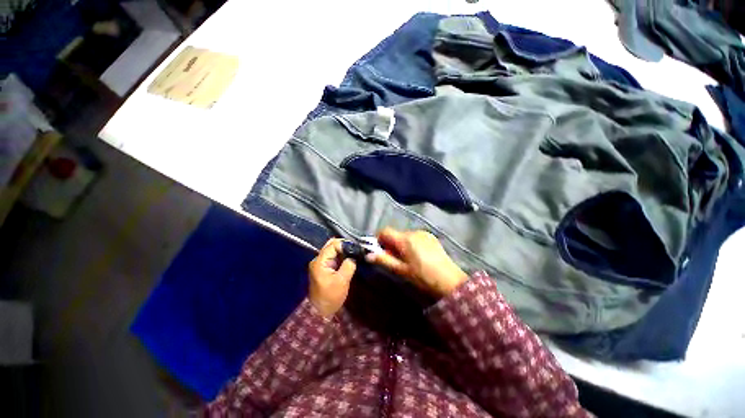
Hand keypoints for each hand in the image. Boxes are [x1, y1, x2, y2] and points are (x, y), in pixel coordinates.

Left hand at [308, 239, 356, 317]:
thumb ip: (349, 265)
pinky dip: (341, 256)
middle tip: (355, 249)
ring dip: (343, 250)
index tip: (356, 248)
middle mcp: (318, 260)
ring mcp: (320, 264)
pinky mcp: (324, 268)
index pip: (333, 245)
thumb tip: (354, 256)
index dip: (345, 244)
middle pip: (331, 245)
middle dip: (344, 245)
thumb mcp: (342, 280)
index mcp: (320, 262)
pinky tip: (349, 258)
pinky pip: (333, 257)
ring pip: (332, 250)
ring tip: (354, 253)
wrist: (320, 312)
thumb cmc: (331, 297)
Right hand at [365, 228, 466, 297]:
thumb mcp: (401, 270)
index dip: (379, 240)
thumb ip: (384, 260)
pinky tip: (419, 256)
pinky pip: (415, 237)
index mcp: (405, 239)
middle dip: (391, 244)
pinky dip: (412, 243)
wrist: (450, 280)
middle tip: (395, 260)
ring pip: (405, 235)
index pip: (385, 231)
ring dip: (402, 244)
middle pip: (395, 234)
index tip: (381, 252)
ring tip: (408, 259)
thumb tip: (367, 255)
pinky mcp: (431, 236)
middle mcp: (413, 231)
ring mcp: (424, 233)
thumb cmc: (422, 277)